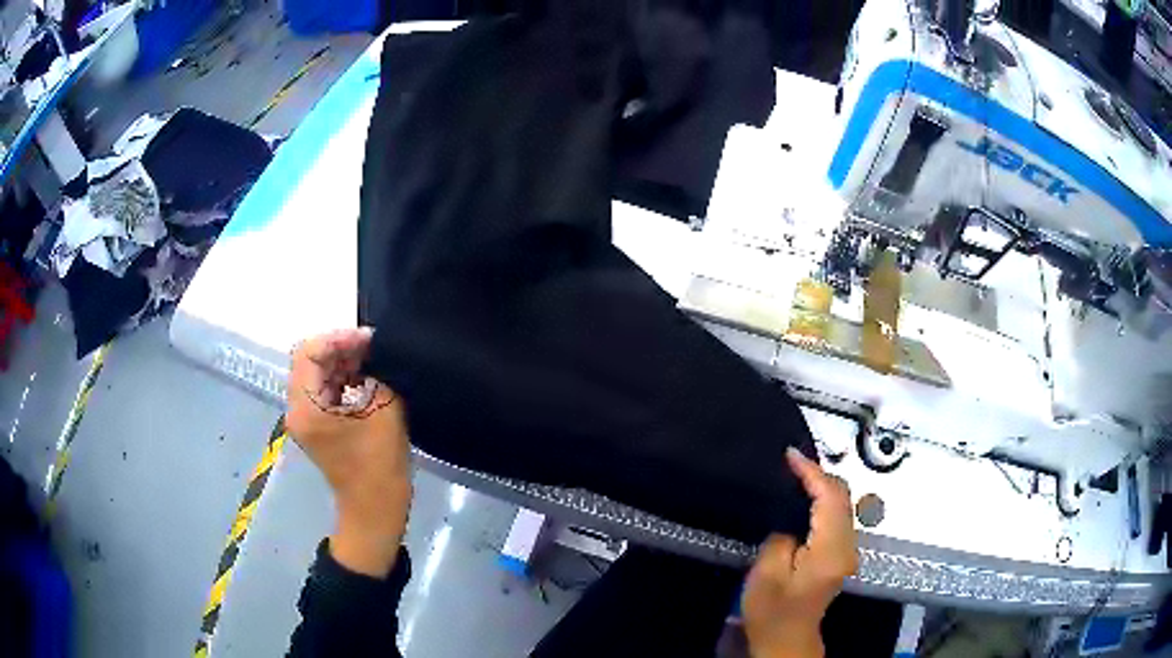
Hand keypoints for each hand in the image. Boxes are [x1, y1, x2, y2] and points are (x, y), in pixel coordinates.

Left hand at [287, 328, 411, 577]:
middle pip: (309, 361)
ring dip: (342, 363)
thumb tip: (375, 353)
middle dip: (341, 348)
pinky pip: (324, 390)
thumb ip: (377, 374)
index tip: (370, 340)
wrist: (375, 510)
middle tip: (374, 347)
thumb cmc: (378, 465)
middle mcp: (297, 409)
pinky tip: (367, 379)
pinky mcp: (317, 426)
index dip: (339, 339)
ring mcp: (305, 418)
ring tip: (374, 360)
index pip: (309, 353)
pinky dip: (343, 379)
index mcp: (306, 406)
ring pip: (317, 374)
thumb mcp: (383, 411)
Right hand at [742, 447, 858, 657]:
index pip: (830, 497)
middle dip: (819, 473)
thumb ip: (782, 535)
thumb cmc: (772, 610)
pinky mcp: (841, 553)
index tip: (790, 455)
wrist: (787, 638)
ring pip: (843, 503)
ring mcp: (848, 549)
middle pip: (843, 496)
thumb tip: (792, 516)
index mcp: (830, 549)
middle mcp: (847, 545)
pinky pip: (838, 515)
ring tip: (796, 473)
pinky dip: (824, 499)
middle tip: (790, 461)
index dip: (812, 472)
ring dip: (823, 485)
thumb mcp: (767, 573)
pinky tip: (806, 496)